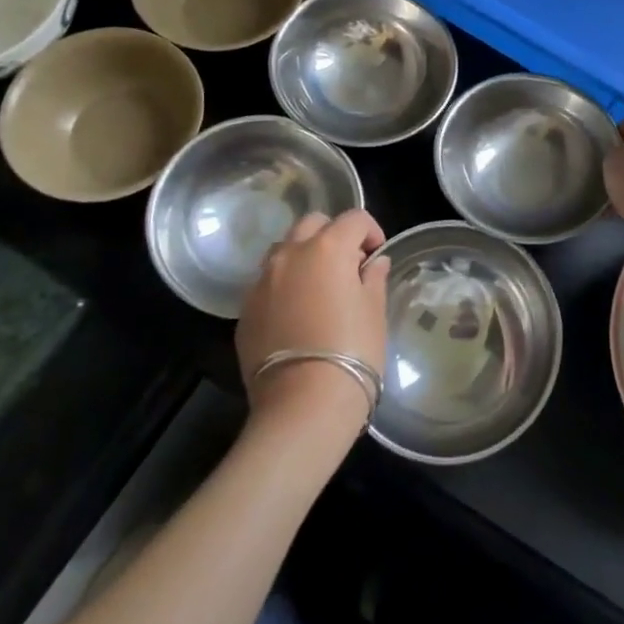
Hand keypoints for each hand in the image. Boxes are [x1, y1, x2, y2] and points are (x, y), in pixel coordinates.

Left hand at [237, 210, 389, 430]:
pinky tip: (297, 315)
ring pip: (284, 250)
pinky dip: (284, 286)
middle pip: (313, 223)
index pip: (354, 219)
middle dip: (333, 235)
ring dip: (304, 256)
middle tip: (349, 265)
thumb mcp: (374, 311)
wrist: (303, 405)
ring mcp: (262, 282)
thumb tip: (373, 263)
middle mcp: (290, 254)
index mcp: (328, 248)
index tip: (377, 256)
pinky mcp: (245, 310)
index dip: (371, 232)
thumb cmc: (352, 352)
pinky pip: (267, 283)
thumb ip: (373, 278)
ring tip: (319, 287)